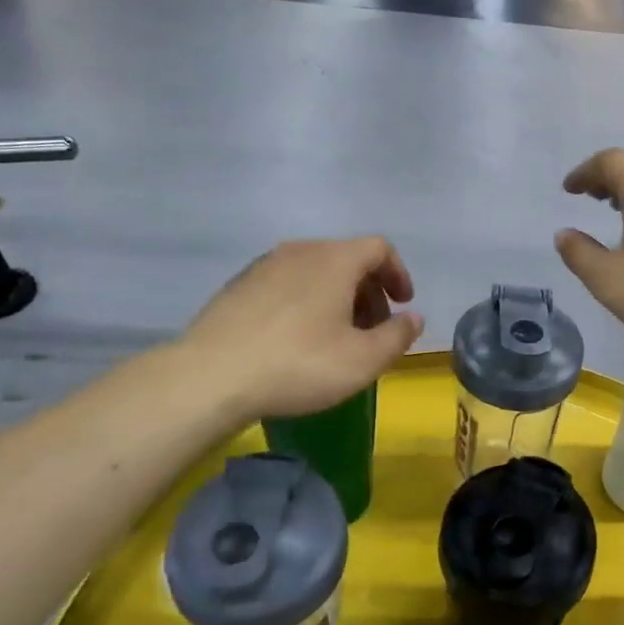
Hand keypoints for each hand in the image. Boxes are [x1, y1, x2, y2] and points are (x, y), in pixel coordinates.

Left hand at [182, 238, 422, 421]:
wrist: (210, 376)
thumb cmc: (299, 364)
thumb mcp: (363, 360)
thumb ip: (397, 336)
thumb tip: (413, 318)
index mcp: (335, 260)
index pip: (379, 248)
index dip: (398, 273)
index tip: (403, 304)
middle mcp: (301, 251)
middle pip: (347, 258)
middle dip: (368, 290)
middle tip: (372, 329)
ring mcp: (264, 265)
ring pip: (314, 271)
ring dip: (336, 297)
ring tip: (335, 336)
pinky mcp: (238, 286)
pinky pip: (286, 284)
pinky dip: (305, 301)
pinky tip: (295, 339)